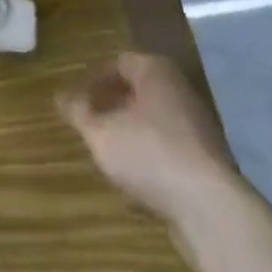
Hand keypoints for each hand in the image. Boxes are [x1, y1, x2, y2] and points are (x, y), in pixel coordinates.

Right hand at [57, 51, 235, 225]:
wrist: (211, 209)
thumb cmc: (150, 154)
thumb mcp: (101, 133)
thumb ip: (79, 112)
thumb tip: (60, 95)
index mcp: (156, 71)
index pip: (119, 62)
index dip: (94, 79)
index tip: (76, 100)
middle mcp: (179, 90)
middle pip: (138, 91)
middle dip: (112, 107)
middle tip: (89, 125)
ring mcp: (197, 126)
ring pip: (154, 122)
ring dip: (130, 135)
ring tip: (108, 156)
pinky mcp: (207, 162)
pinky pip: (170, 150)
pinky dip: (150, 159)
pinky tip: (135, 183)